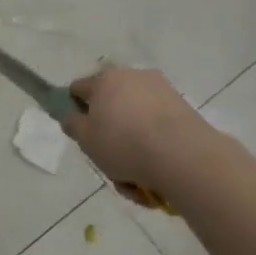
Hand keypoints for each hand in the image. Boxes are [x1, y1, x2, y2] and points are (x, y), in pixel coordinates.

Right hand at [63, 66, 211, 193]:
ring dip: (132, 142)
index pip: (79, 88)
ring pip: (136, 119)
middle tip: (108, 157)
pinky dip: (153, 145)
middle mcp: (132, 77)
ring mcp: (160, 90)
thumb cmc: (124, 144)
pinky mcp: (182, 107)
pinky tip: (154, 174)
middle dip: (108, 129)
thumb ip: (73, 125)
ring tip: (134, 177)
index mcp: (104, 80)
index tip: (79, 130)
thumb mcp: (86, 140)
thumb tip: (72, 116)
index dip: (74, 107)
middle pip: (111, 104)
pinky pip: (158, 126)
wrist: (182, 155)